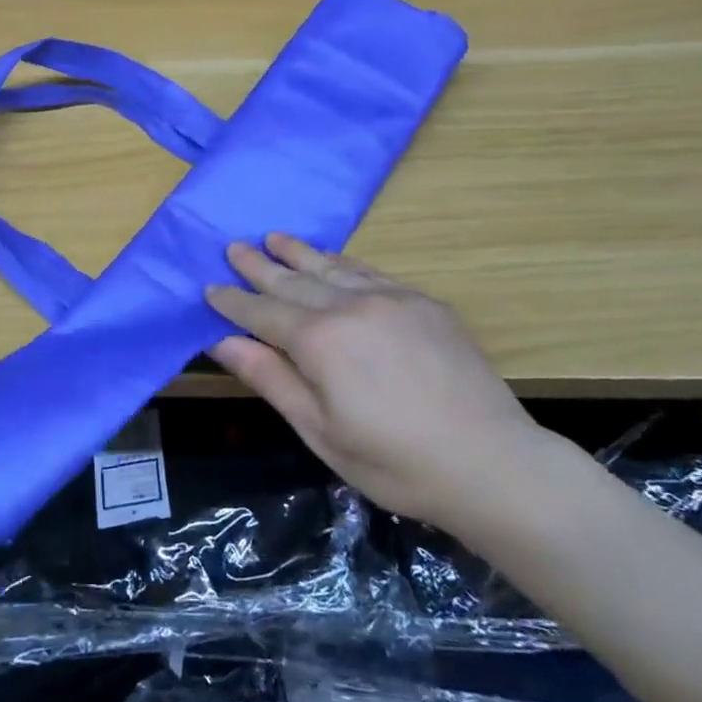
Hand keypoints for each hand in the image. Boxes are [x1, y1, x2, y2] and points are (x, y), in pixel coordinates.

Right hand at [207, 234, 544, 529]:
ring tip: (273, 237)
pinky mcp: (423, 303)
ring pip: (331, 267)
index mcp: (319, 341)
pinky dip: (342, 262)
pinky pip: (370, 272)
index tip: (209, 287)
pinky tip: (331, 260)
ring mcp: (391, 298)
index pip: (262, 313)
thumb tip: (222, 341)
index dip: (233, 302)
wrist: (492, 463)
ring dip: (298, 252)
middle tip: (232, 246)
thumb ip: (271, 379)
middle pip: (292, 280)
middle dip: (258, 265)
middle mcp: (350, 306)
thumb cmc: (395, 462)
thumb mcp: (320, 431)